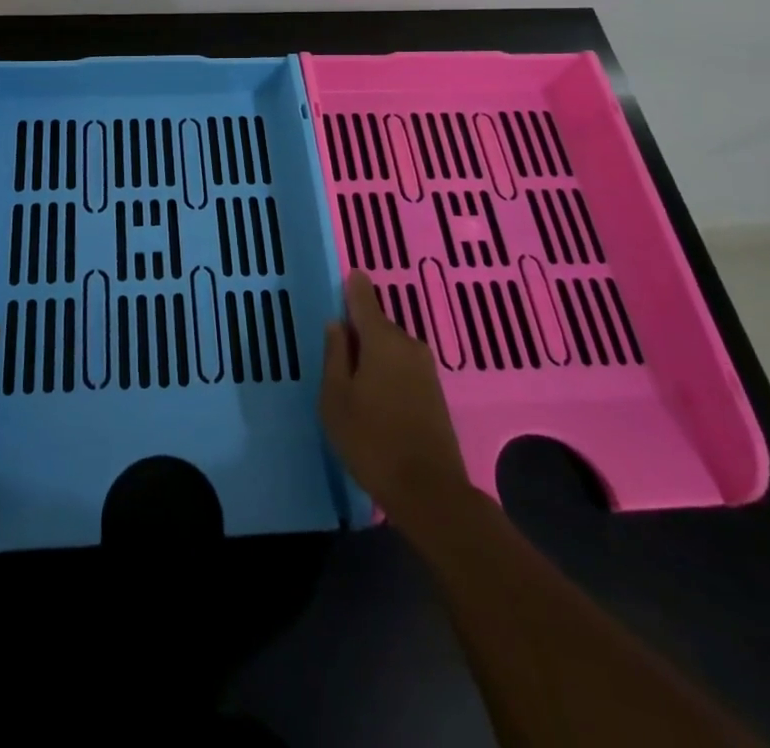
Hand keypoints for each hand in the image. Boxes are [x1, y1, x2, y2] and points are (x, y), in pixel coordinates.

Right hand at [321, 271, 471, 531]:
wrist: (430, 492)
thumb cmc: (371, 441)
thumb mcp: (336, 399)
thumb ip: (334, 355)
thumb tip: (337, 324)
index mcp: (382, 339)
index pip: (364, 298)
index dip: (353, 286)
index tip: (346, 277)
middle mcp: (408, 344)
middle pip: (378, 324)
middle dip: (358, 331)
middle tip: (336, 350)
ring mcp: (426, 368)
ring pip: (391, 347)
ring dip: (373, 355)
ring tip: (352, 379)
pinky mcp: (435, 391)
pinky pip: (403, 366)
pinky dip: (387, 371)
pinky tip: (375, 396)